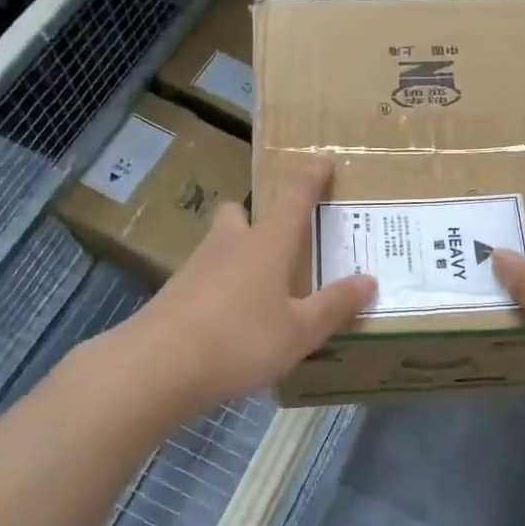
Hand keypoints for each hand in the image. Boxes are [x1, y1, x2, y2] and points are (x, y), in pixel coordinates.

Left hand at [105, 156, 375, 417]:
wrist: (155, 368)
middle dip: (254, 218)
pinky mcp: (171, 297)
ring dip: (236, 255)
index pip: (294, 200)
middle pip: (238, 213)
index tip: (323, 157)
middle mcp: (229, 246)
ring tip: (258, 290)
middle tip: (275, 239)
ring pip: (218, 246)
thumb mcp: (300, 331)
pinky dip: (219, 289)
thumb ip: (334, 305)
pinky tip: (228, 322)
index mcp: (266, 244)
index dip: (311, 178)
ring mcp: (194, 269)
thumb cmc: (240, 340)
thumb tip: (369, 280)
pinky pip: (202, 280)